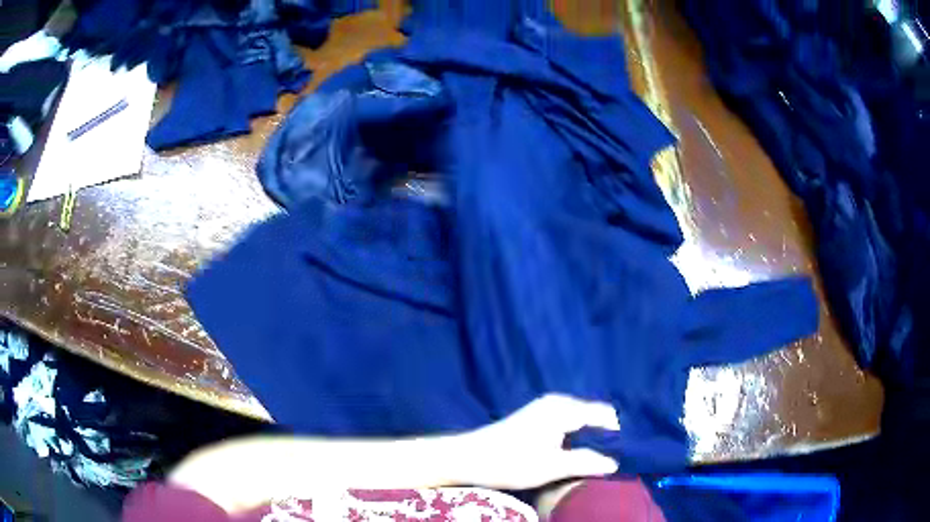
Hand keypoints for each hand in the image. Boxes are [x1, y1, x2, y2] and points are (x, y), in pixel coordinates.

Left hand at [461, 394, 620, 489]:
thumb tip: (616, 462)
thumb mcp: (552, 467)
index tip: (622, 455)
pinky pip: (568, 422)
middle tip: (609, 460)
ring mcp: (545, 408)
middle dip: (604, 436)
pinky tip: (573, 454)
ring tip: (593, 460)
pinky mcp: (537, 417)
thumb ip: (587, 462)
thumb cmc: (511, 462)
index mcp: (564, 408)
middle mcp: (558, 401)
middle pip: (594, 415)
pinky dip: (576, 436)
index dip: (617, 435)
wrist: (469, 457)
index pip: (605, 415)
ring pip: (581, 420)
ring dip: (589, 438)